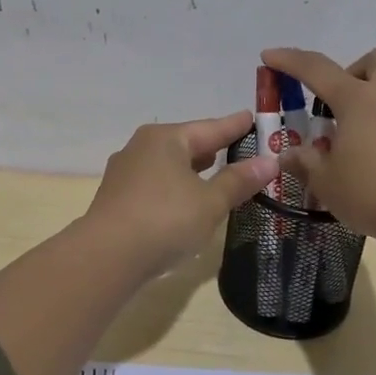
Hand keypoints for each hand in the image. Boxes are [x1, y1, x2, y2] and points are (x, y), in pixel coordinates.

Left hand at [81, 112, 278, 277]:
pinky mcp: (117, 198)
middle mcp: (141, 147)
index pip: (210, 128)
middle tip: (239, 146)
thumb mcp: (210, 202)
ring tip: (215, 170)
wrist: (106, 256)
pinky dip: (176, 186)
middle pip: (186, 143)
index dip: (235, 126)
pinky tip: (185, 199)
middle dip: (212, 147)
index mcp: (165, 139)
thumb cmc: (165, 219)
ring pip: (169, 164)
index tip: (252, 118)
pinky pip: (156, 184)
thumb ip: (238, 181)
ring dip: (193, 169)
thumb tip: (269, 162)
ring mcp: (125, 173)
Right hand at [260, 47, 375, 249]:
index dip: (289, 61)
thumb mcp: (326, 181)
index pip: (317, 69)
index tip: (268, 56)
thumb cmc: (373, 192)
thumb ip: (304, 162)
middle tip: (334, 103)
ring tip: (349, 137)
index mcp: (358, 99)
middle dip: (351, 71)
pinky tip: (371, 156)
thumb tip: (288, 154)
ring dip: (367, 100)